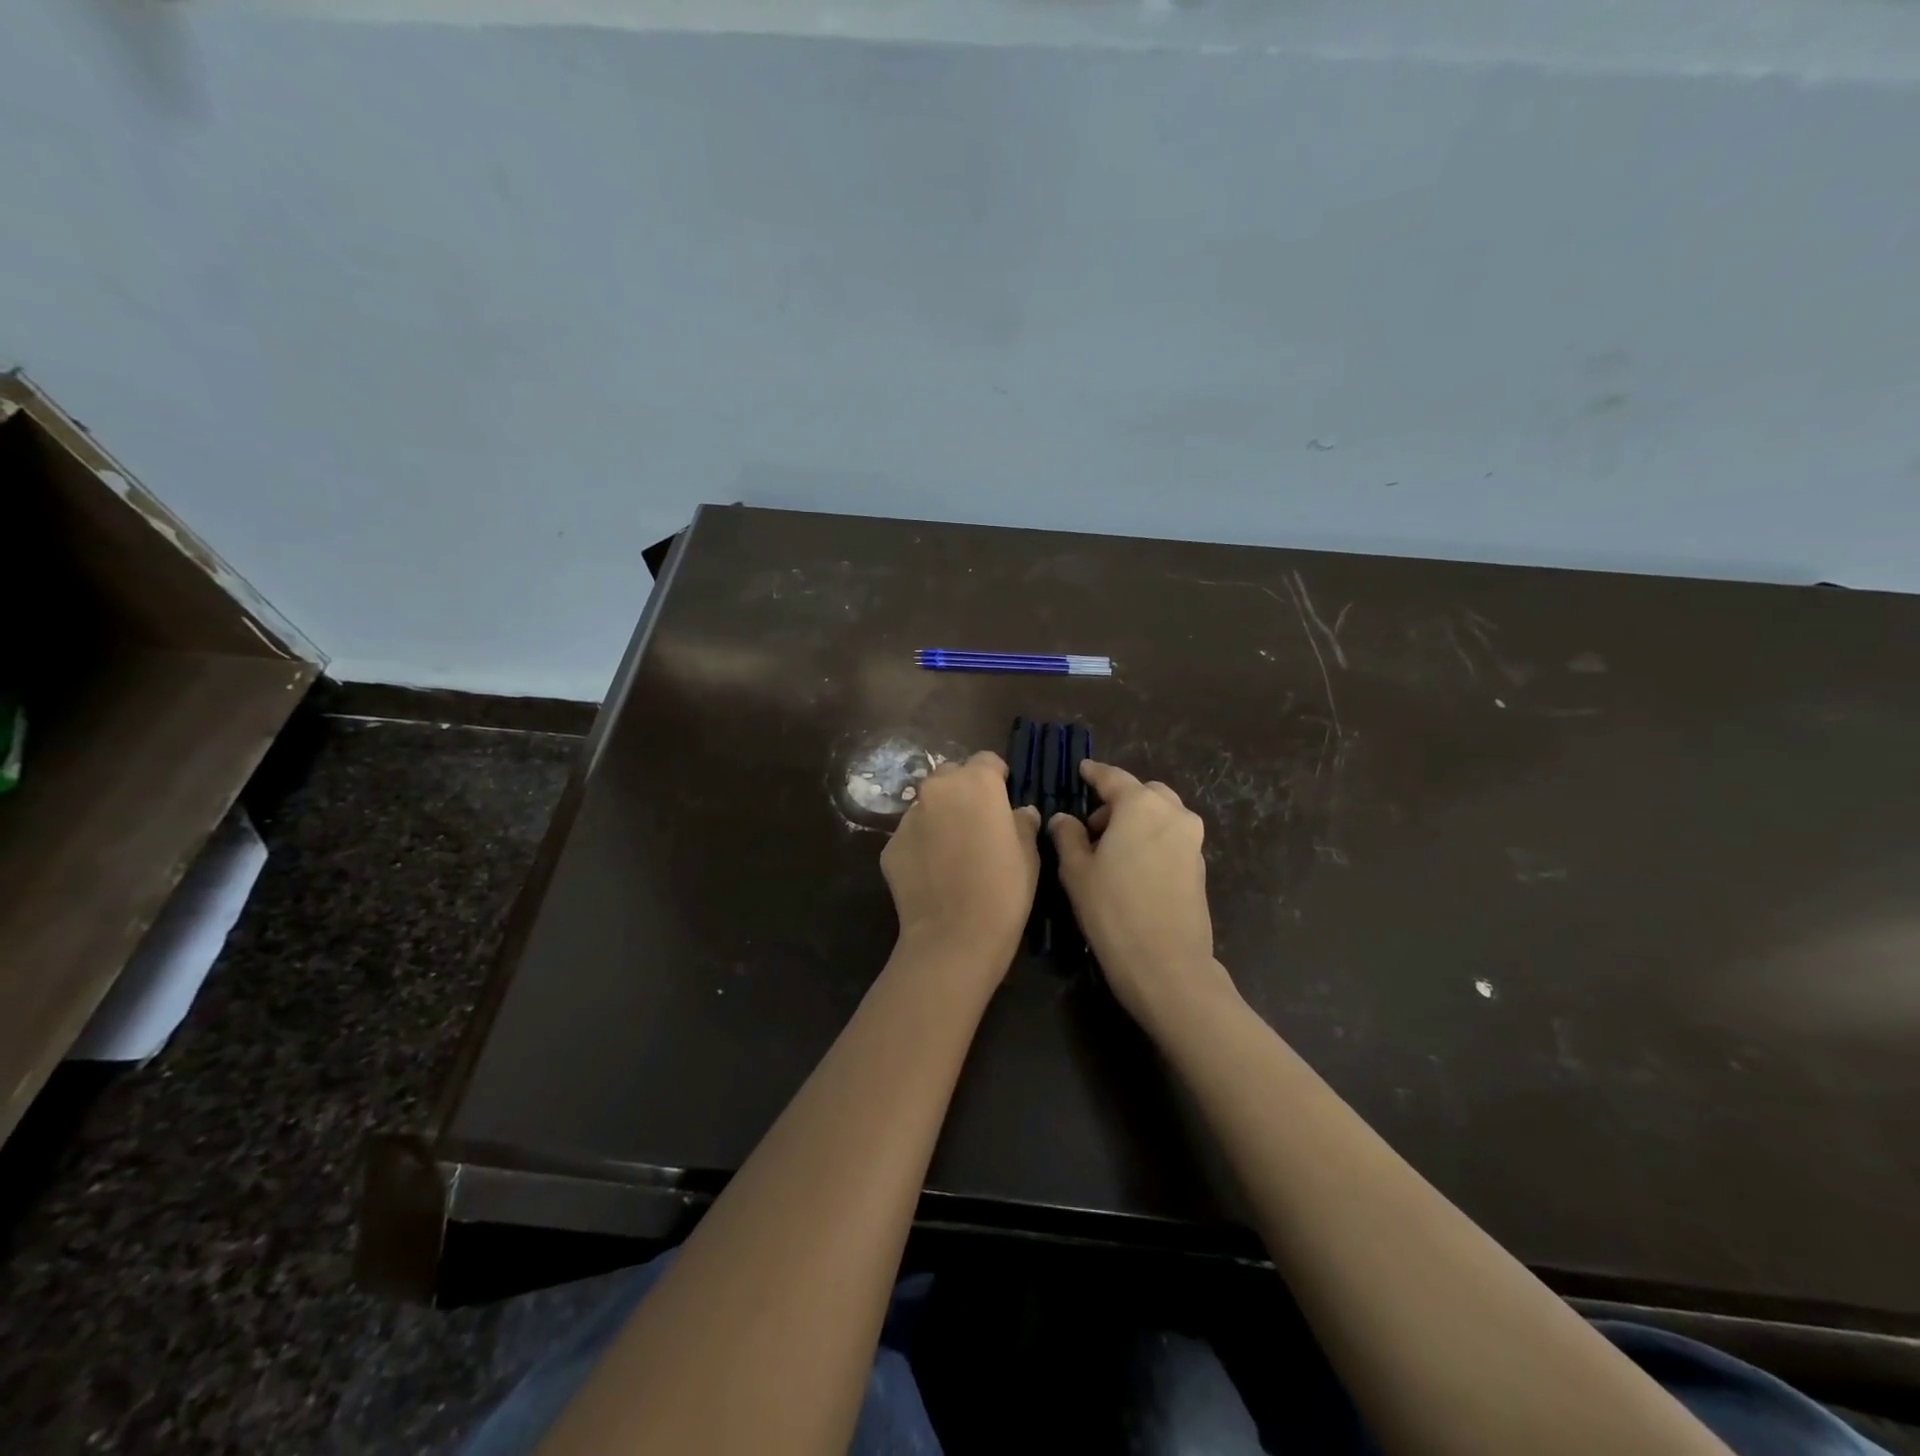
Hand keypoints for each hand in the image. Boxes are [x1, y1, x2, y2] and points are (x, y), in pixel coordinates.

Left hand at [881, 751, 1041, 974]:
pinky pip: (911, 835)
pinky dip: (923, 844)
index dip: (998, 778)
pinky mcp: (889, 845)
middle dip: (964, 792)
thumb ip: (1022, 821)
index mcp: (975, 782)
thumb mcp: (1028, 852)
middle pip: (951, 776)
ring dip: (941, 817)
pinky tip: (934, 873)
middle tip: (978, 824)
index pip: (987, 761)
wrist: (953, 937)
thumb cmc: (1003, 889)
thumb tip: (1019, 812)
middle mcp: (937, 790)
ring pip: (928, 805)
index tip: (1005, 801)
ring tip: (954, 851)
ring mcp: (908, 817)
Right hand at [1049, 761, 1236, 1029]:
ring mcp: (1192, 840)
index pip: (1113, 778)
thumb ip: (1068, 836)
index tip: (1082, 770)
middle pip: (1143, 793)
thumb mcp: (1076, 871)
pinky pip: (1171, 837)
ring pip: (1161, 814)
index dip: (1094, 773)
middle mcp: (1172, 813)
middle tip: (1092, 824)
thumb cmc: (1113, 910)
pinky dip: (1151, 839)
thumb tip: (1064, 819)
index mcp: (1141, 805)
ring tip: (1111, 848)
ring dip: (1137, 820)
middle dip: (1119, 800)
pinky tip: (1132, 866)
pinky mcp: (1199, 866)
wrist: (1167, 964)